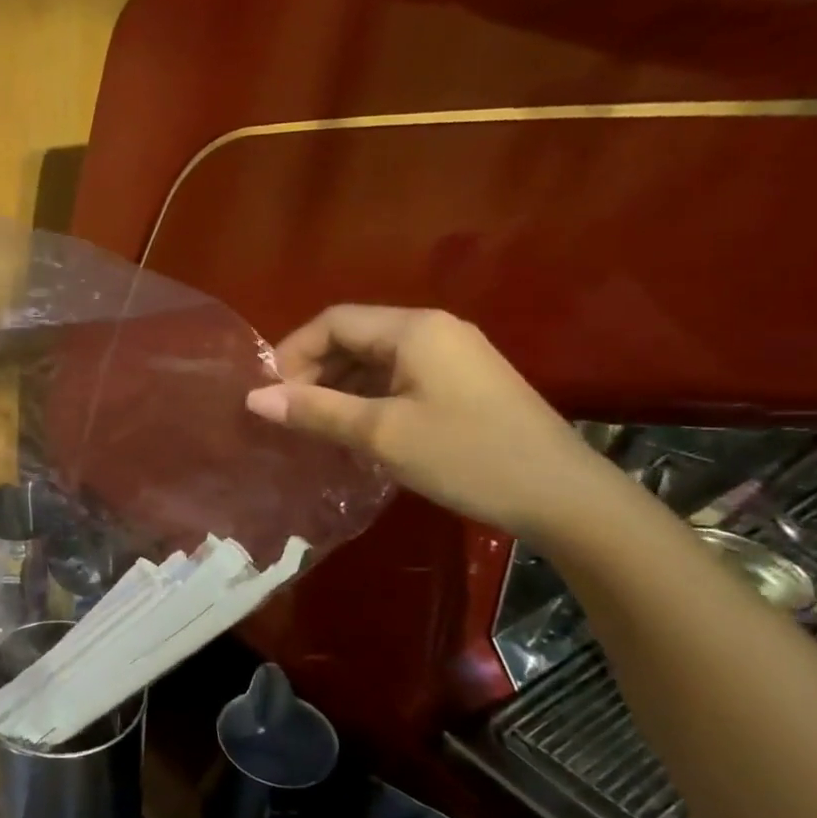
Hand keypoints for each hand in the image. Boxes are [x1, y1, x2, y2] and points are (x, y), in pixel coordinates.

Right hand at [245, 306, 606, 539]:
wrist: (563, 496)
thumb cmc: (465, 456)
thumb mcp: (381, 434)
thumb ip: (315, 411)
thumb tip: (254, 398)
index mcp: (413, 329)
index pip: (333, 321)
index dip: (292, 352)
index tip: (268, 394)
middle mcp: (433, 330)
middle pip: (354, 336)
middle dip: (314, 371)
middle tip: (288, 415)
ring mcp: (453, 356)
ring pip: (375, 359)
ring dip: (339, 387)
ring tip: (314, 426)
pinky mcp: (463, 383)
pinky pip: (399, 378)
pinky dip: (368, 397)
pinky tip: (355, 430)